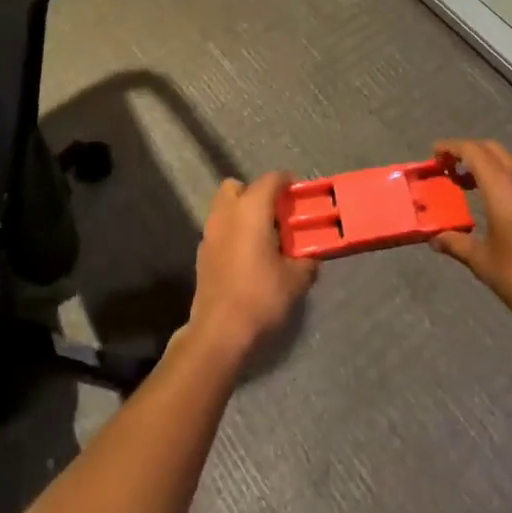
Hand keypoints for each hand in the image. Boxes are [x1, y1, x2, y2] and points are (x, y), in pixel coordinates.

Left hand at [184, 173, 317, 362]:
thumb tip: (310, 257)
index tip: (299, 192)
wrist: (219, 332)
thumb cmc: (260, 297)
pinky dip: (232, 232)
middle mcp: (226, 213)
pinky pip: (219, 229)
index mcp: (251, 210)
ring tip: (262, 235)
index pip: (270, 180)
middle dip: (256, 193)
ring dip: (242, 212)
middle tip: (276, 213)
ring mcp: (209, 233)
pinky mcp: (201, 254)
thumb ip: (307, 261)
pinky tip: (246, 256)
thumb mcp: (295, 280)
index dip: (286, 181)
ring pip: (224, 207)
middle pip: (237, 187)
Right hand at [430, 139, 511, 347]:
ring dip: (487, 165)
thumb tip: (435, 238)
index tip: (434, 155)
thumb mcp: (482, 262)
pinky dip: (504, 178)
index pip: (473, 151)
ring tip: (467, 185)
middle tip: (448, 168)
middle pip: (492, 150)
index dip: (451, 147)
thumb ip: (456, 243)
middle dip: (468, 152)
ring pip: (510, 162)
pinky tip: (495, 204)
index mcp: (503, 188)